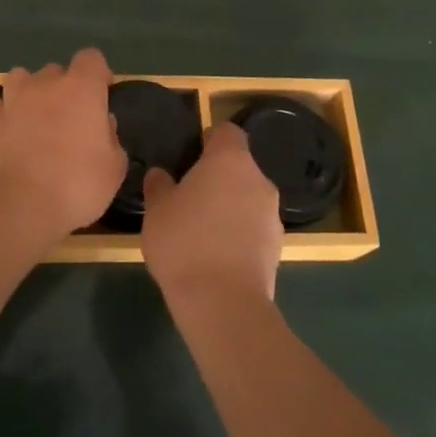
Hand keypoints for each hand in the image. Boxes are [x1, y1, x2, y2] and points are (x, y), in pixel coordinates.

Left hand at [0, 47, 124, 242]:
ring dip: (30, 91)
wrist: (20, 206)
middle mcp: (46, 84)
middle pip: (57, 70)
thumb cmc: (77, 184)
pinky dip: (3, 113)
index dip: (98, 73)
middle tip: (71, 118)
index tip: (102, 94)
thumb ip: (111, 138)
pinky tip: (10, 130)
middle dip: (64, 87)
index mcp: (82, 88)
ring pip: (21, 78)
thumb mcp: (114, 167)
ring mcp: (14, 100)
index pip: (91, 58)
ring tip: (36, 116)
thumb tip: (102, 124)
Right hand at [142, 121, 281, 304]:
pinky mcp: (278, 247)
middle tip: (191, 197)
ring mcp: (273, 214)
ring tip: (203, 231)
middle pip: (240, 166)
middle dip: (219, 177)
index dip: (210, 140)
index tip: (192, 156)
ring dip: (231, 206)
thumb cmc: (185, 243)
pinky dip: (240, 233)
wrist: (223, 304)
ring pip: (249, 198)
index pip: (227, 132)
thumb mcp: (157, 210)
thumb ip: (159, 185)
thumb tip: (161, 175)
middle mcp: (258, 180)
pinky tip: (218, 255)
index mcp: (230, 160)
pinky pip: (255, 227)